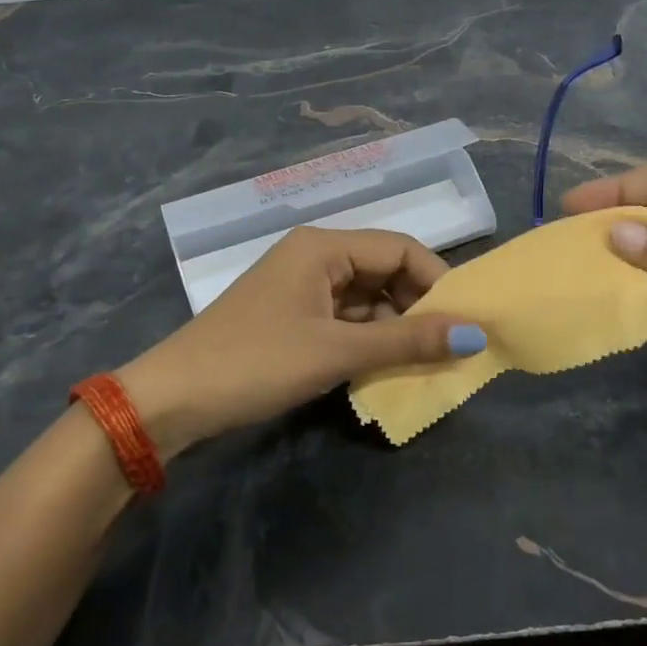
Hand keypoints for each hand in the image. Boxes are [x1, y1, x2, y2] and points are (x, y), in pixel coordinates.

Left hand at [117, 227, 485, 456]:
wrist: (171, 400)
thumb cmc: (257, 362)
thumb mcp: (337, 351)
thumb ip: (407, 340)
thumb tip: (475, 335)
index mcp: (323, 246)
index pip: (400, 247)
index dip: (437, 281)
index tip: (465, 322)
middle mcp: (315, 256)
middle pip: (384, 270)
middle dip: (417, 306)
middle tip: (448, 347)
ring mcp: (301, 287)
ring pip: (366, 298)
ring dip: (394, 327)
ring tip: (423, 362)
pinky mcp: (292, 316)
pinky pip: (345, 318)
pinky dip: (367, 339)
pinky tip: (384, 367)